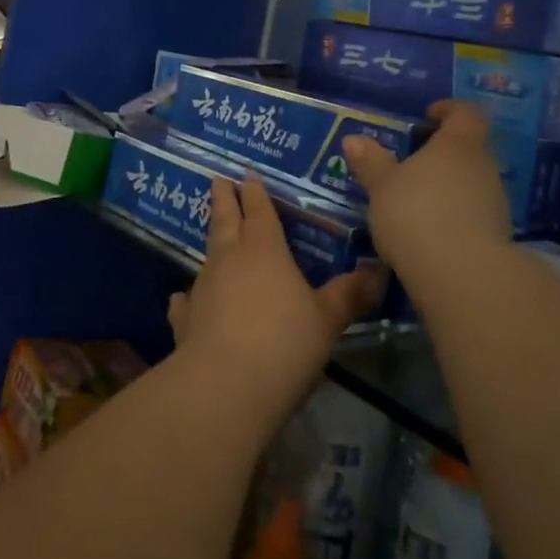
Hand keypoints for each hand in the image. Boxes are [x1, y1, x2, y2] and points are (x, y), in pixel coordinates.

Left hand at [168, 175, 383, 433]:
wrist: (226, 385)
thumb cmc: (284, 343)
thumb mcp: (327, 320)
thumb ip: (348, 295)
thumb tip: (376, 273)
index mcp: (265, 249)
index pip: (260, 210)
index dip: (256, 192)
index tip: (247, 173)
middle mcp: (230, 258)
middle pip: (227, 220)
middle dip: (225, 199)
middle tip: (218, 179)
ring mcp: (203, 287)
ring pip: (207, 254)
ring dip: (212, 242)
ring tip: (214, 234)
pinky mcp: (186, 319)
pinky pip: (187, 300)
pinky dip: (187, 297)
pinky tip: (182, 298)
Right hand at [344, 102, 510, 283]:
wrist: (463, 275)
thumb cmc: (416, 214)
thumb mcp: (382, 187)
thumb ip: (370, 162)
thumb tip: (353, 138)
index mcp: (458, 144)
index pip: (466, 113)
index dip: (449, 110)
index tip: (429, 116)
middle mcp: (484, 166)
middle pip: (469, 148)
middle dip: (443, 152)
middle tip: (413, 162)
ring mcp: (496, 202)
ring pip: (472, 182)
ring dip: (449, 186)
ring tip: (417, 199)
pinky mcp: (498, 235)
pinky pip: (474, 213)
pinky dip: (455, 214)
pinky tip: (431, 230)